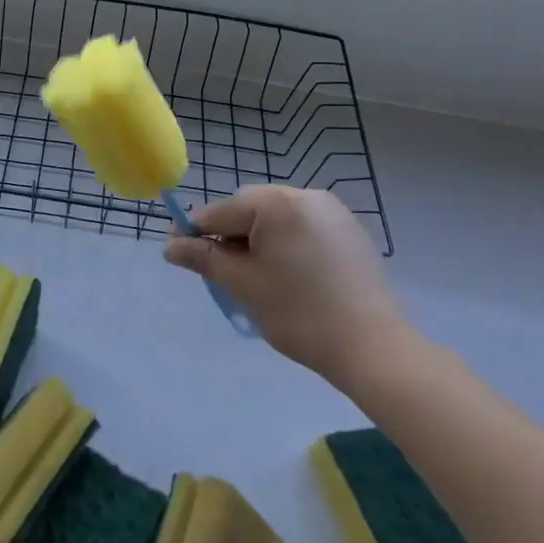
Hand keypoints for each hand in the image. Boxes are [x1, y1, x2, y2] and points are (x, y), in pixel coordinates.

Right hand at [165, 185, 412, 392]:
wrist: (373, 348)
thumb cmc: (299, 314)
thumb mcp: (242, 284)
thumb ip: (203, 258)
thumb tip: (169, 246)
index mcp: (276, 203)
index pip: (221, 212)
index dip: (195, 232)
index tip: (176, 251)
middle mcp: (304, 194)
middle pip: (248, 208)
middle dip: (230, 234)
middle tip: (220, 271)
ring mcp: (331, 210)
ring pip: (276, 217)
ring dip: (257, 238)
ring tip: (254, 274)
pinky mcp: (349, 229)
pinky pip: (302, 226)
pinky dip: (285, 242)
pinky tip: (288, 274)